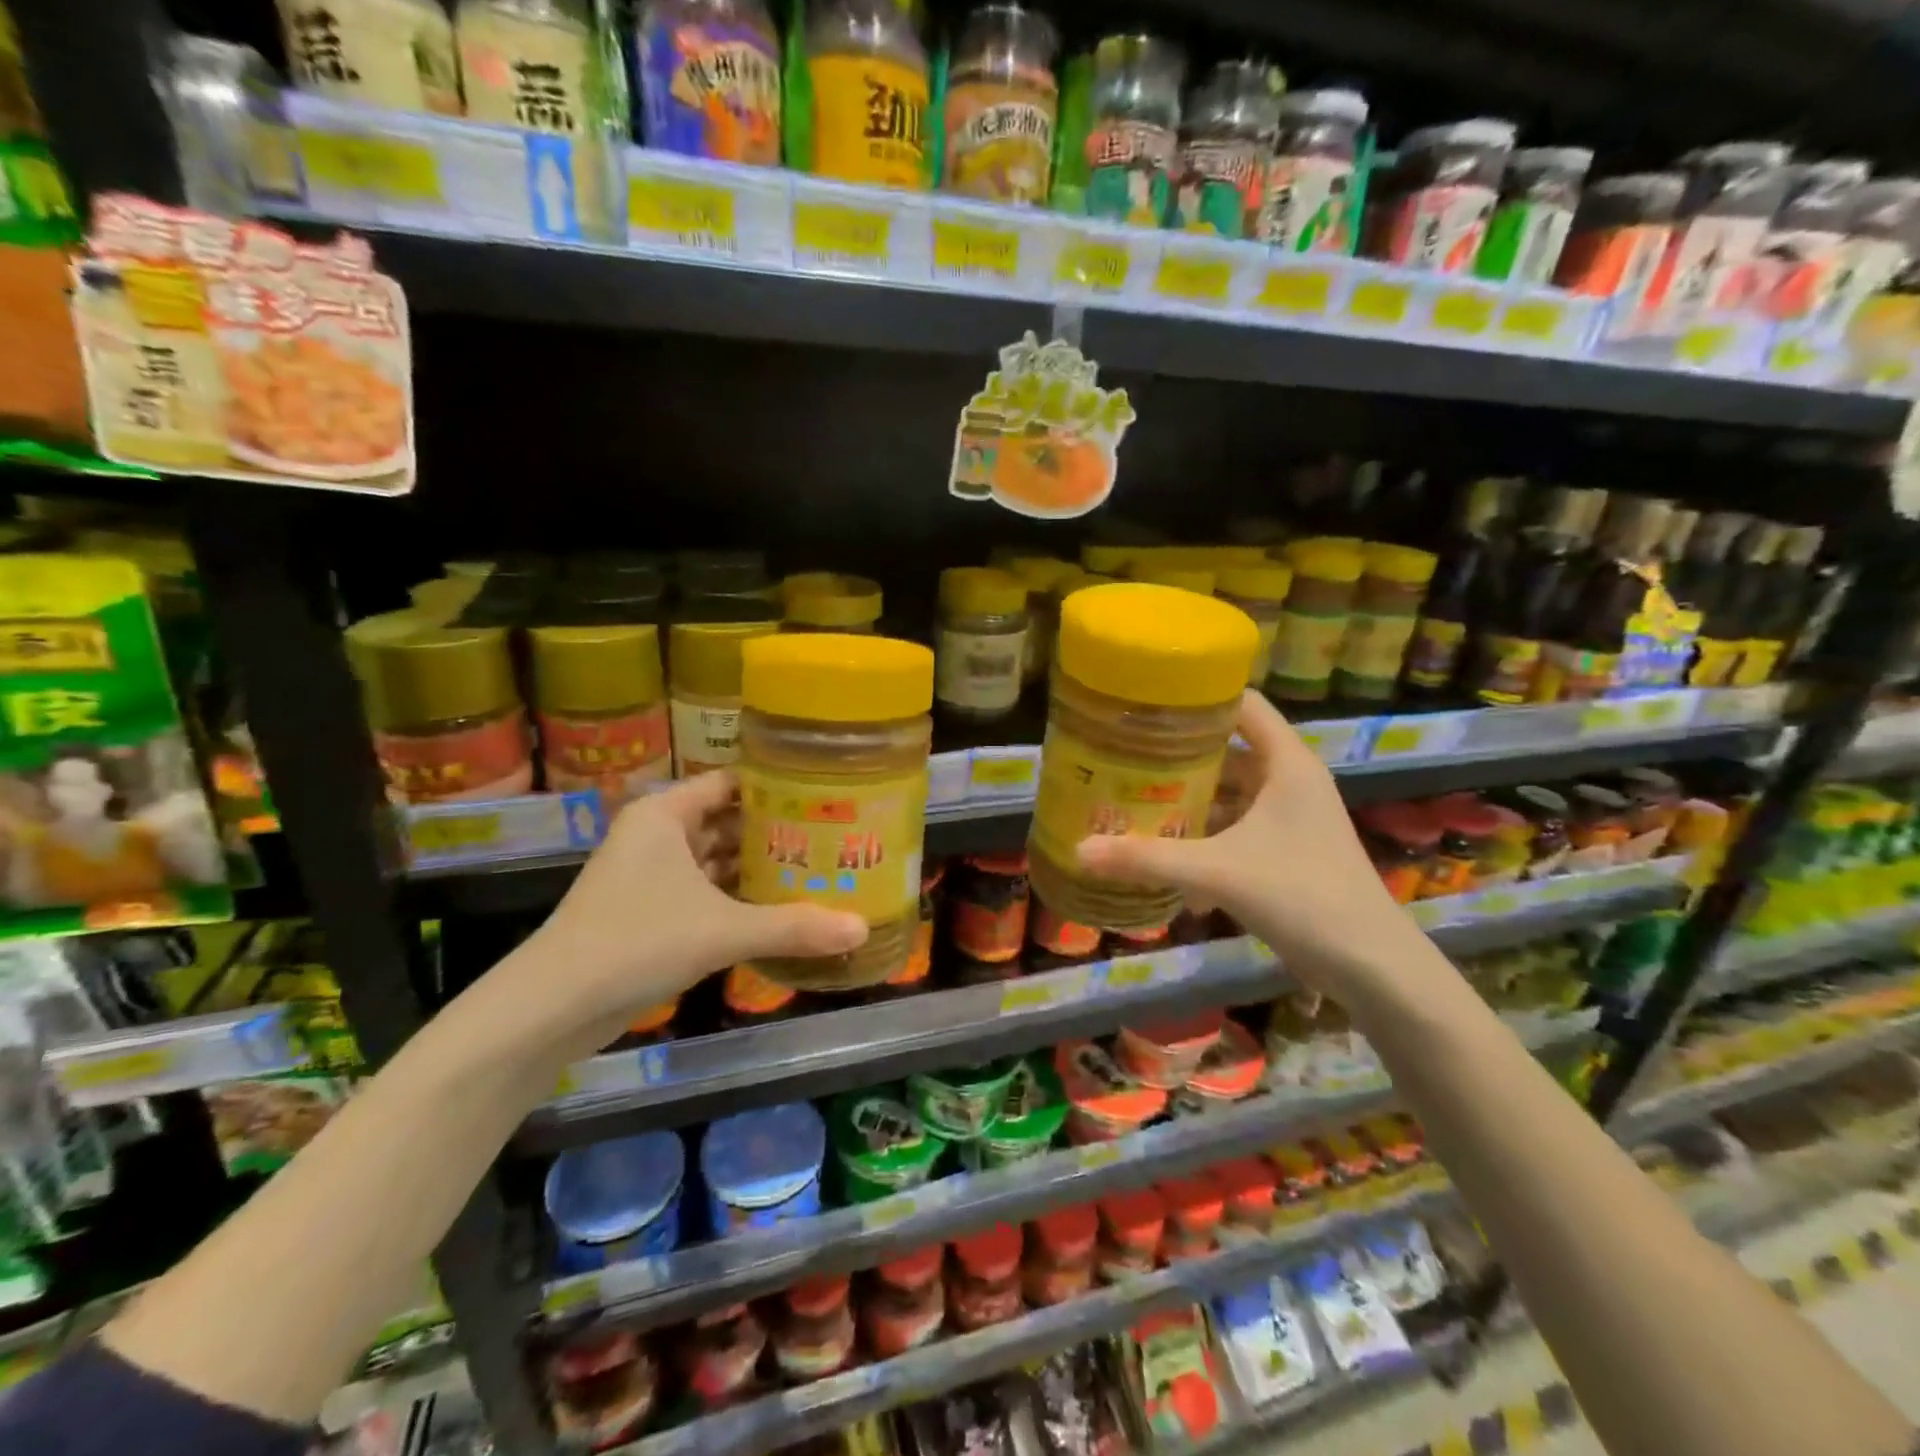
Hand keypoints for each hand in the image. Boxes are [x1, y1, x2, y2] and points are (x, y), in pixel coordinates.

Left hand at [516, 772, 866, 1052]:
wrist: (551, 1008)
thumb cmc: (636, 942)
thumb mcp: (722, 930)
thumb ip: (793, 927)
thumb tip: (861, 929)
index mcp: (666, 814)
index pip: (733, 782)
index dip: (779, 786)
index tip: (827, 794)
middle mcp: (658, 834)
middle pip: (729, 820)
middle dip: (777, 831)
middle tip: (835, 835)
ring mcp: (651, 874)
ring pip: (717, 859)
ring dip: (758, 867)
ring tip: (819, 868)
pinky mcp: (650, 910)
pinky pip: (705, 891)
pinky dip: (738, 897)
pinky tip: (780, 907)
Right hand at [1075, 692, 1430, 1004]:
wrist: (1371, 965)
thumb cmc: (1303, 896)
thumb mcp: (1218, 872)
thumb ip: (1148, 859)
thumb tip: (1079, 850)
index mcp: (1286, 763)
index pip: (1242, 704)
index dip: (1198, 695)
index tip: (1147, 700)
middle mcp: (1290, 780)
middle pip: (1228, 748)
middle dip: (1178, 752)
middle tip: (1124, 751)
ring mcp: (1290, 817)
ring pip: (1230, 791)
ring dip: (1188, 796)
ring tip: (1133, 794)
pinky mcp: (1286, 850)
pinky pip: (1235, 827)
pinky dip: (1203, 833)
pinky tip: (1165, 850)